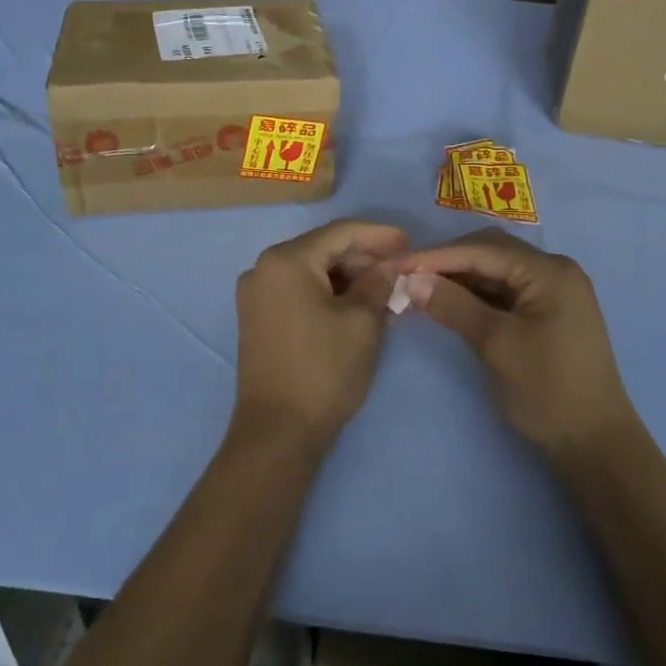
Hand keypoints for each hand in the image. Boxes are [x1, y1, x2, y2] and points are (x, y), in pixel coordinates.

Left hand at [234, 220, 408, 448]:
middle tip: (400, 267)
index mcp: (286, 260)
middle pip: (323, 249)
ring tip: (385, 287)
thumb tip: (388, 265)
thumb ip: (377, 282)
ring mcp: (256, 294)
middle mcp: (263, 268)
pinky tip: (357, 303)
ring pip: (311, 271)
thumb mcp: (362, 322)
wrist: (278, 432)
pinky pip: (299, 290)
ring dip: (348, 276)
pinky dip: (329, 292)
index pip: (340, 233)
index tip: (409, 241)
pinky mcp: (257, 318)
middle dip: (364, 256)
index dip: (378, 235)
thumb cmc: (324, 370)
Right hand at [396, 231, 635, 459]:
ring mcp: (554, 290)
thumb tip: (411, 280)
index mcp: (550, 271)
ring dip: (461, 277)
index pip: (483, 250)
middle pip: (491, 251)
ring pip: (497, 270)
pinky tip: (450, 301)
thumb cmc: (547, 390)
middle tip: (407, 276)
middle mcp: (555, 270)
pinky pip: (506, 290)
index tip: (397, 265)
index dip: (436, 256)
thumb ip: (454, 306)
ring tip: (421, 288)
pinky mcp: (548, 311)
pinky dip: (477, 294)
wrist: (595, 443)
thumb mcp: (496, 345)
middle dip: (448, 261)